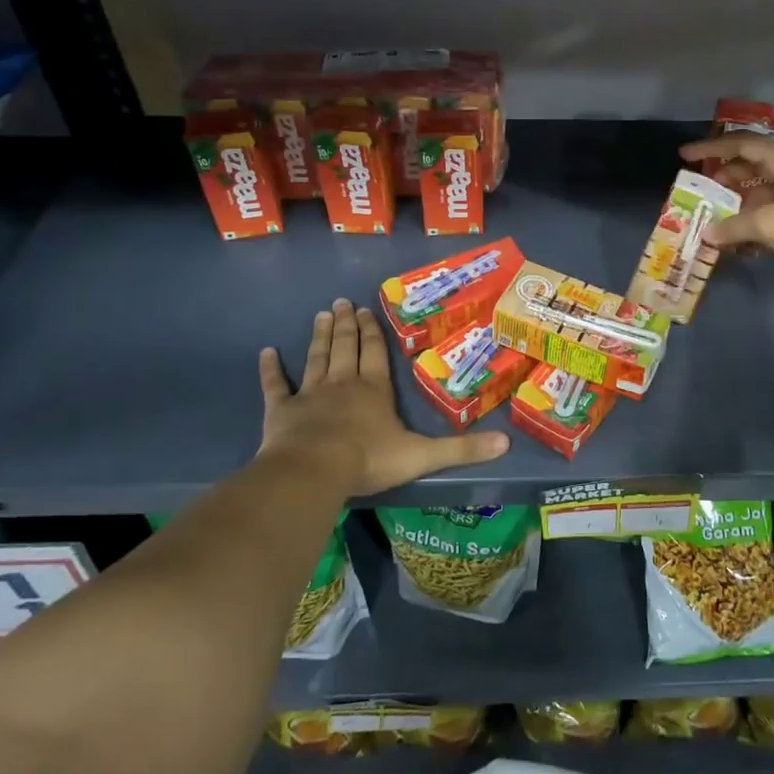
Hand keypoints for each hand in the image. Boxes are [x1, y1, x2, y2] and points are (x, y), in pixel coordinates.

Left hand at [257, 299, 507, 496]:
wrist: (314, 472)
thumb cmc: (368, 460)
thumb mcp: (423, 455)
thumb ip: (462, 449)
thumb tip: (507, 443)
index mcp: (374, 390)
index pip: (376, 353)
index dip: (373, 330)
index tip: (367, 308)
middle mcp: (343, 384)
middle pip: (346, 347)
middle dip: (347, 324)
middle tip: (341, 302)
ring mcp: (310, 395)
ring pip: (316, 358)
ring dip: (320, 336)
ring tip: (321, 314)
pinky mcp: (281, 410)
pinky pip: (275, 386)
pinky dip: (270, 369)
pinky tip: (267, 352)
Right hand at [682, 136, 773, 291]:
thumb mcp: (769, 223)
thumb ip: (734, 226)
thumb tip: (708, 233)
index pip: (743, 145)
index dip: (712, 148)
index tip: (685, 155)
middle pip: (751, 168)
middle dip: (724, 180)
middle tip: (700, 192)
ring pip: (760, 194)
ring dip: (737, 207)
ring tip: (713, 220)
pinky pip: (771, 215)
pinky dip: (753, 225)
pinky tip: (737, 243)